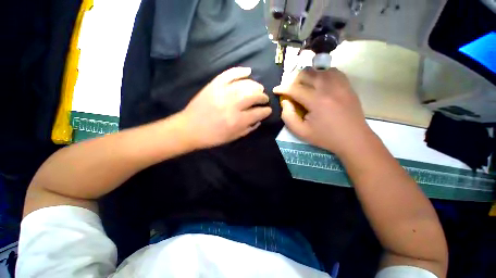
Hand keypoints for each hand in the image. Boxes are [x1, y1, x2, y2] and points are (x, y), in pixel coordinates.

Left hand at [179, 67, 271, 148]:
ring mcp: (223, 92)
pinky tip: (248, 71)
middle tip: (264, 99)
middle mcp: (233, 105)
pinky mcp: (214, 85)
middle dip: (263, 97)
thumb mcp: (233, 137)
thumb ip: (249, 128)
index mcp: (238, 120)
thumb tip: (259, 119)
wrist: (190, 128)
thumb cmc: (213, 136)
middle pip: (254, 95)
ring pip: (245, 84)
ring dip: (256, 86)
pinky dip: (240, 71)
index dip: (266, 111)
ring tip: (259, 89)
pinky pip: (230, 74)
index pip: (259, 112)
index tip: (268, 110)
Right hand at [274, 68, 372, 155]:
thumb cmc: (325, 137)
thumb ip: (288, 117)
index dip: (282, 88)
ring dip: (308, 76)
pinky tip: (319, 83)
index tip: (276, 90)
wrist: (354, 139)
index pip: (295, 88)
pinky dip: (322, 74)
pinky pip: (332, 71)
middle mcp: (329, 88)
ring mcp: (340, 84)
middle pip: (307, 73)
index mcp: (316, 101)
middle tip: (291, 90)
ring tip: (304, 86)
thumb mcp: (301, 132)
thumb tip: (285, 102)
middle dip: (294, 80)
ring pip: (319, 69)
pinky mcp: (347, 85)